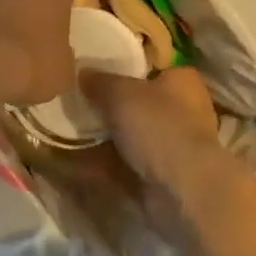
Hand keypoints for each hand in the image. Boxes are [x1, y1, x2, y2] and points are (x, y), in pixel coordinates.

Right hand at [81, 68, 243, 238]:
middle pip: (140, 102)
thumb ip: (99, 81)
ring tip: (70, 129)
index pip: (152, 66)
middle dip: (111, 105)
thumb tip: (83, 73)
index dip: (125, 66)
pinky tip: (75, 160)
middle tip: (78, 101)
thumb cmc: (158, 125)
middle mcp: (184, 111)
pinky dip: (104, 163)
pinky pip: (125, 164)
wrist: (183, 189)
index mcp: (182, 81)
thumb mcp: (120, 92)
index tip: (96, 71)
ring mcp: (174, 146)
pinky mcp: (163, 176)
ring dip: (105, 136)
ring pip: (132, 135)